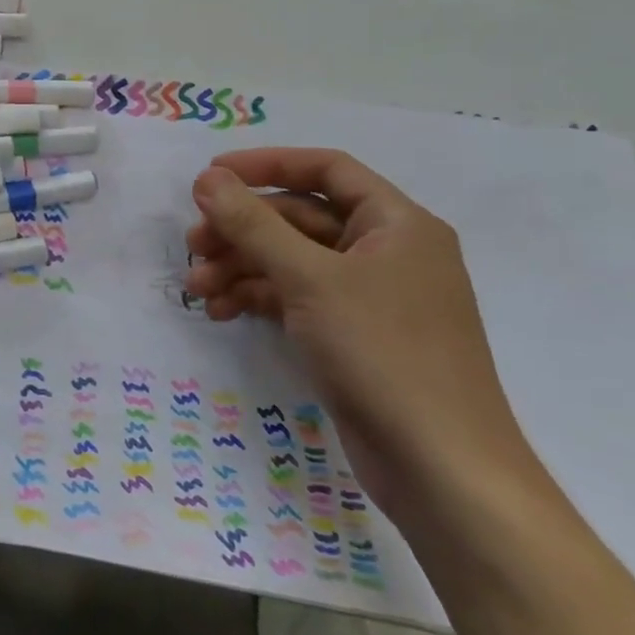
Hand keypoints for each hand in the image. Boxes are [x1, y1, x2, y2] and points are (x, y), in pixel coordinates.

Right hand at [185, 149, 534, 515]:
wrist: (441, 469)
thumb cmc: (382, 353)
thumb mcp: (308, 278)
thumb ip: (253, 223)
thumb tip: (206, 178)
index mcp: (396, 224)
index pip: (325, 169)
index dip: (265, 165)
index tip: (210, 176)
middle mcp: (386, 251)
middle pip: (299, 217)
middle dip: (241, 229)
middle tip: (193, 245)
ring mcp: (370, 296)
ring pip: (291, 260)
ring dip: (240, 266)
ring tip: (197, 287)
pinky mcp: (353, 334)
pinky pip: (296, 297)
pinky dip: (257, 297)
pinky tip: (220, 311)